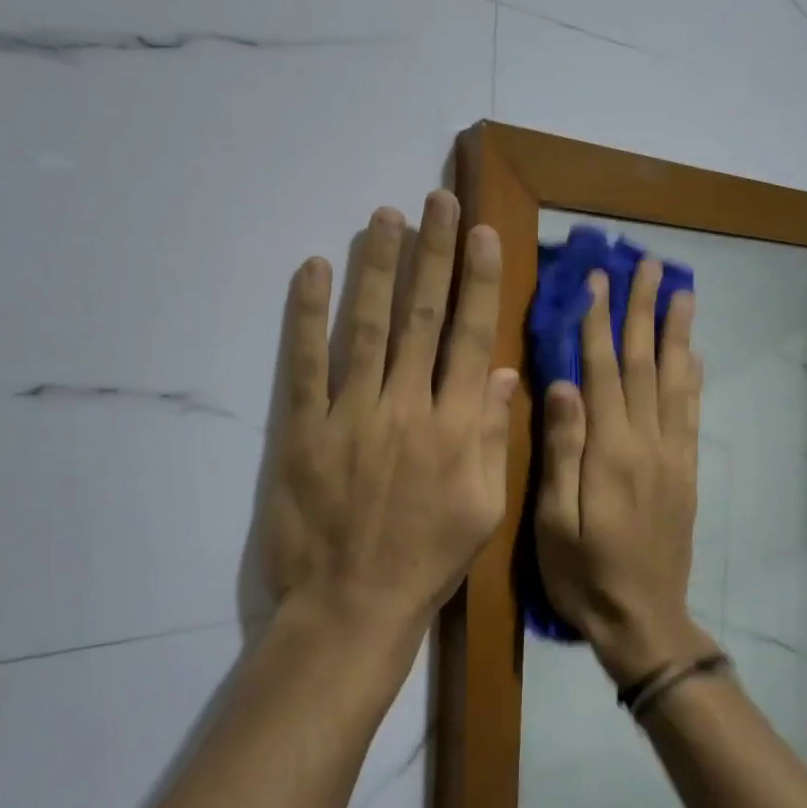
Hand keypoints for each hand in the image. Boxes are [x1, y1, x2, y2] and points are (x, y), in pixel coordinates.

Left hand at [263, 192, 517, 643]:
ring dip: (378, 267)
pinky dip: (308, 314)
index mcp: (456, 427)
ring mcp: (352, 414)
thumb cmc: (427, 561)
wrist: (353, 606)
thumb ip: (492, 436)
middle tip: (437, 202)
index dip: (477, 281)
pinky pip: (306, 362)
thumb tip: (501, 372)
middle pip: (422, 317)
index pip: (470, 338)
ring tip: (385, 217)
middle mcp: (407, 407)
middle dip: (433, 254)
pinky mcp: (304, 429)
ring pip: (369, 327)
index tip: (482, 233)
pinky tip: (313, 269)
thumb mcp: (484, 509)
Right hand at [535, 257, 712, 683]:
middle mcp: (648, 443)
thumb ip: (561, 451)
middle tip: (649, 265)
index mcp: (610, 452)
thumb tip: (563, 385)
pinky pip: (692, 414)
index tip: (596, 280)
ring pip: (675, 381)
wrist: (643, 620)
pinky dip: (694, 377)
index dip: (598, 323)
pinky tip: (694, 354)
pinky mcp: (686, 472)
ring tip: (682, 291)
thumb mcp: (554, 521)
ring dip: (678, 333)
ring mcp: (673, 456)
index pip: (603, 372)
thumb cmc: (584, 574)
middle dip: (644, 311)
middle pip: (646, 364)